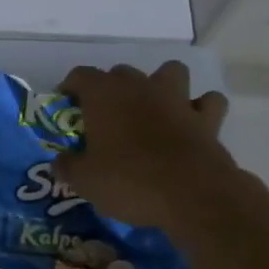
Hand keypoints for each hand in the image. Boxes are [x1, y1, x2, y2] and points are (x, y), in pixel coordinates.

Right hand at [55, 62, 241, 234]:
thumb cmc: (129, 181)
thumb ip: (68, 166)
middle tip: (105, 118)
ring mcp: (177, 99)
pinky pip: (207, 102)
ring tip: (153, 109)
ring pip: (170, 72)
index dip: (70, 89)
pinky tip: (191, 124)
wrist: (193, 196)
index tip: (67, 108)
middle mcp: (140, 86)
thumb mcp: (84, 181)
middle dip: (111, 89)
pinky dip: (200, 108)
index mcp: (104, 94)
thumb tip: (61, 161)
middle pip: (120, 73)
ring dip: (161, 85)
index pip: (80, 75)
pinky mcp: (207, 119)